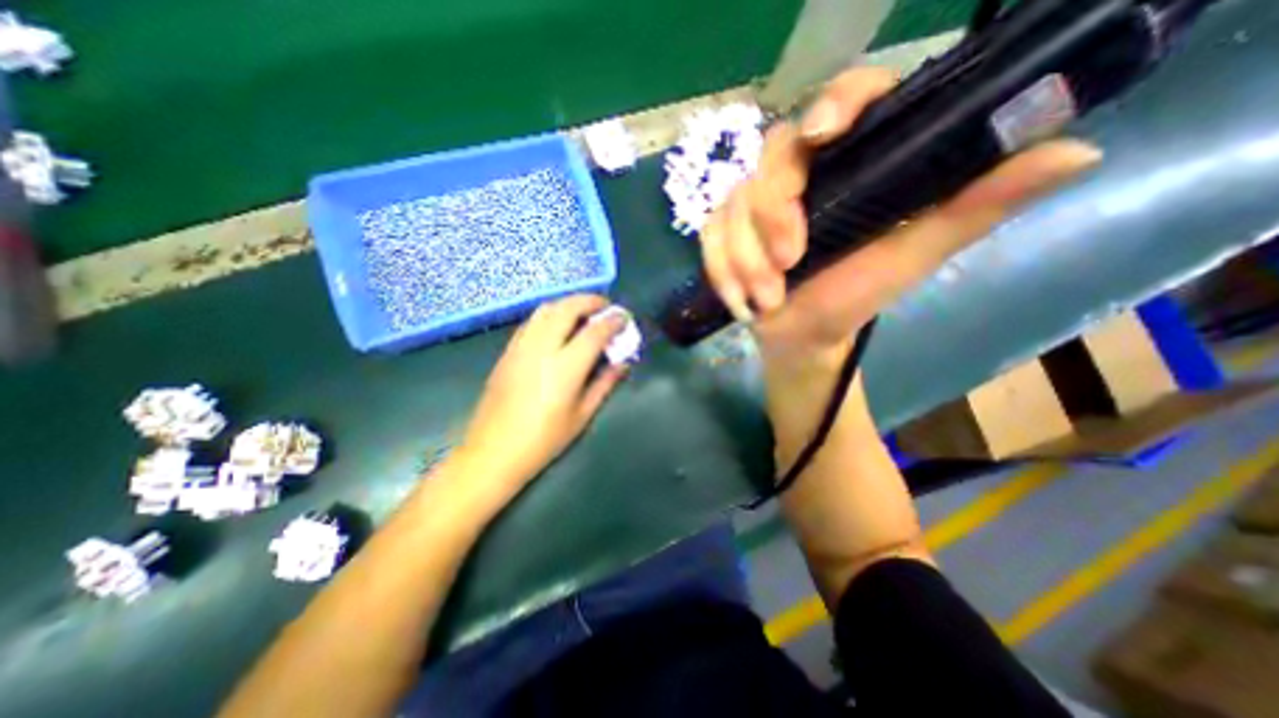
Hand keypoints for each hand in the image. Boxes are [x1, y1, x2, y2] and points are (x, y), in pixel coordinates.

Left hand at [461, 294, 627, 495]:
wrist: (492, 452)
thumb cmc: (544, 440)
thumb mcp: (582, 415)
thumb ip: (605, 383)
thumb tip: (623, 362)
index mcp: (565, 367)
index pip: (594, 331)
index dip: (613, 321)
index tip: (625, 317)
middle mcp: (542, 348)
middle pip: (567, 308)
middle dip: (591, 301)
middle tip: (606, 307)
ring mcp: (520, 347)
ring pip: (546, 309)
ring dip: (569, 303)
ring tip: (584, 312)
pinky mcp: (507, 351)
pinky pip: (532, 321)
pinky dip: (550, 314)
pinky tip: (558, 326)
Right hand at [698, 67, 1098, 370]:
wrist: (802, 338)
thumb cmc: (854, 298)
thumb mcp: (912, 257)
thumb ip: (972, 209)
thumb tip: (1076, 149)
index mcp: (852, 165)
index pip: (845, 102)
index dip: (833, 103)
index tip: (822, 134)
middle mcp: (801, 175)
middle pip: (772, 157)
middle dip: (772, 213)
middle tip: (789, 262)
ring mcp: (755, 205)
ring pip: (733, 206)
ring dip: (745, 259)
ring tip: (767, 299)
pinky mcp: (725, 233)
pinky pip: (709, 238)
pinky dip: (721, 271)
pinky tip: (740, 300)